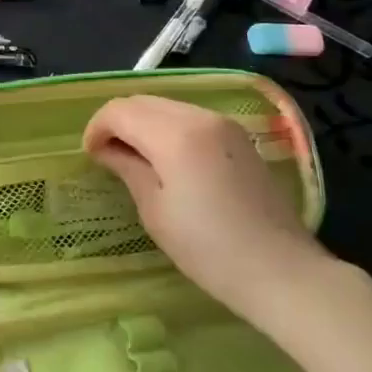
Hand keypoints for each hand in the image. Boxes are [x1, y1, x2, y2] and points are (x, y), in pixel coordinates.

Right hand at [83, 95, 328, 316]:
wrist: (280, 271)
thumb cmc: (209, 249)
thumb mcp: (155, 211)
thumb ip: (127, 168)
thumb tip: (106, 149)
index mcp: (175, 134)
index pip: (121, 110)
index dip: (97, 128)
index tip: (90, 155)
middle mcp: (199, 116)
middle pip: (143, 101)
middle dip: (118, 122)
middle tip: (107, 156)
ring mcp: (223, 123)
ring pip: (167, 106)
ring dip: (143, 123)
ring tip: (135, 159)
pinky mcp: (238, 136)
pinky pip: (190, 117)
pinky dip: (168, 128)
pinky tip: (168, 160)